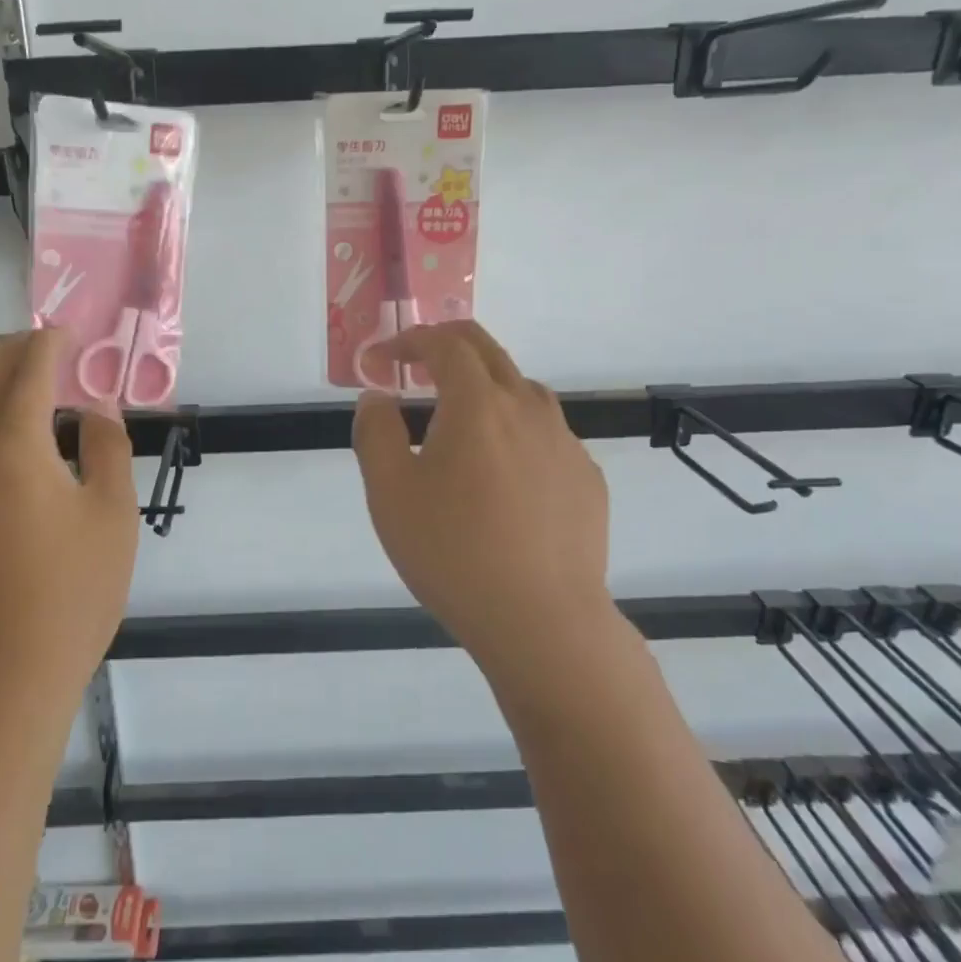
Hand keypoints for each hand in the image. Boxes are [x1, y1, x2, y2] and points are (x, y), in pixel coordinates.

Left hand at [0, 329, 138, 711]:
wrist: (9, 670)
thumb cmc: (76, 591)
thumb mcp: (114, 514)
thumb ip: (107, 445)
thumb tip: (96, 407)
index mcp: (14, 449)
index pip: (28, 370)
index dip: (51, 343)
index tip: (72, 336)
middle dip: (16, 351)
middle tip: (52, 357)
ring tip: (23, 397)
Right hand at [351, 321, 616, 684]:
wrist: (542, 621)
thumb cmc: (452, 552)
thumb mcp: (389, 492)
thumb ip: (375, 432)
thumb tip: (378, 397)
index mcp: (478, 404)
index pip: (444, 344)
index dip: (408, 341)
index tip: (381, 360)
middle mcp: (528, 408)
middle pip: (487, 351)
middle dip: (446, 346)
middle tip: (415, 366)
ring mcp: (564, 442)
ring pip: (521, 391)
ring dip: (483, 388)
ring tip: (457, 426)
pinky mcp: (585, 477)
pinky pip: (544, 435)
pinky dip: (514, 432)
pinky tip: (501, 478)